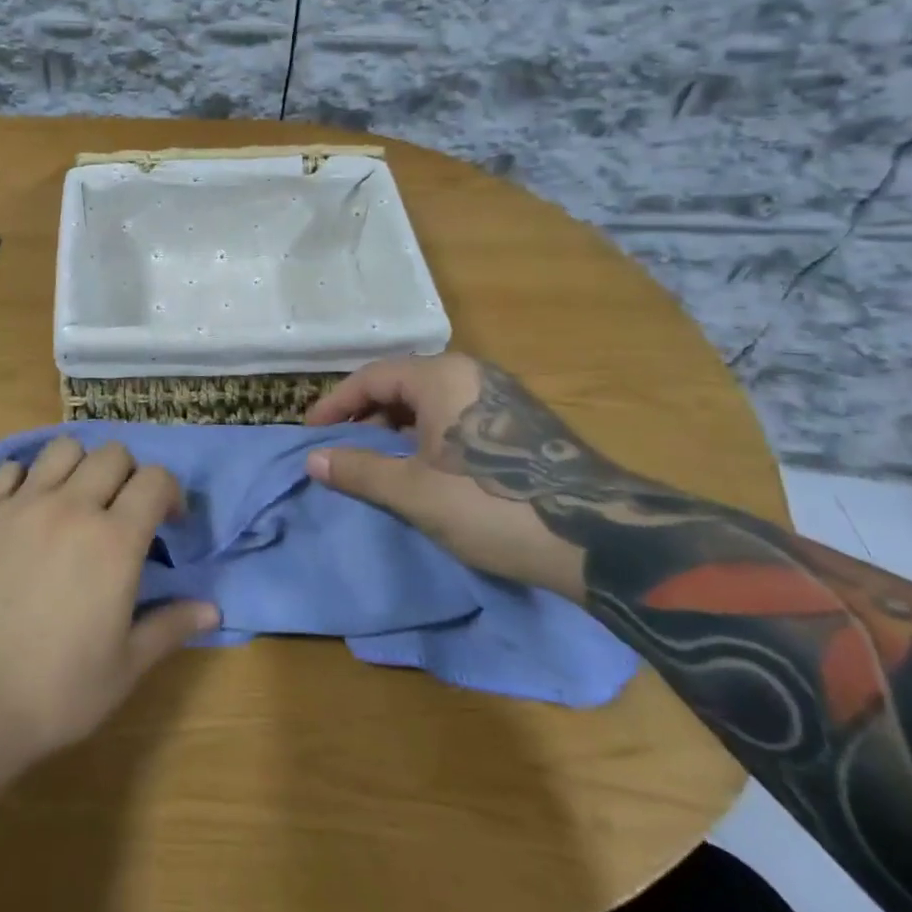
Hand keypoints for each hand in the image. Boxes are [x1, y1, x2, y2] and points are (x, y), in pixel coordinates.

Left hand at [0, 437, 219, 763]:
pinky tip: (25, 507)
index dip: (169, 492)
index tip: (168, 520)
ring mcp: (22, 504)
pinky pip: (9, 469)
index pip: (155, 479)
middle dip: (128, 475)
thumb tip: (212, 609)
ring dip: (79, 466)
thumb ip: (169, 627)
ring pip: (63, 449)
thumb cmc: (54, 689)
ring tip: (74, 499)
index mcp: (115, 540)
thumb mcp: (124, 667)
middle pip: (112, 454)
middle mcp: (72, 507)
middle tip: (121, 511)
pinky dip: (26, 478)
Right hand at [304, 353, 585, 599]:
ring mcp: (502, 396)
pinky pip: (458, 414)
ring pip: (432, 400)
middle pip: (402, 383)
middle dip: (366, 414)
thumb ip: (359, 471)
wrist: (600, 538)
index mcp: (441, 377)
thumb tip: (312, 460)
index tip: (311, 433)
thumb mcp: (414, 492)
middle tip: (344, 448)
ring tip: (379, 460)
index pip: (372, 377)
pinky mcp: (523, 422)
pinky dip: (429, 434)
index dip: (335, 404)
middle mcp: (471, 373)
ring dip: (397, 426)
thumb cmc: (492, 505)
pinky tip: (426, 467)